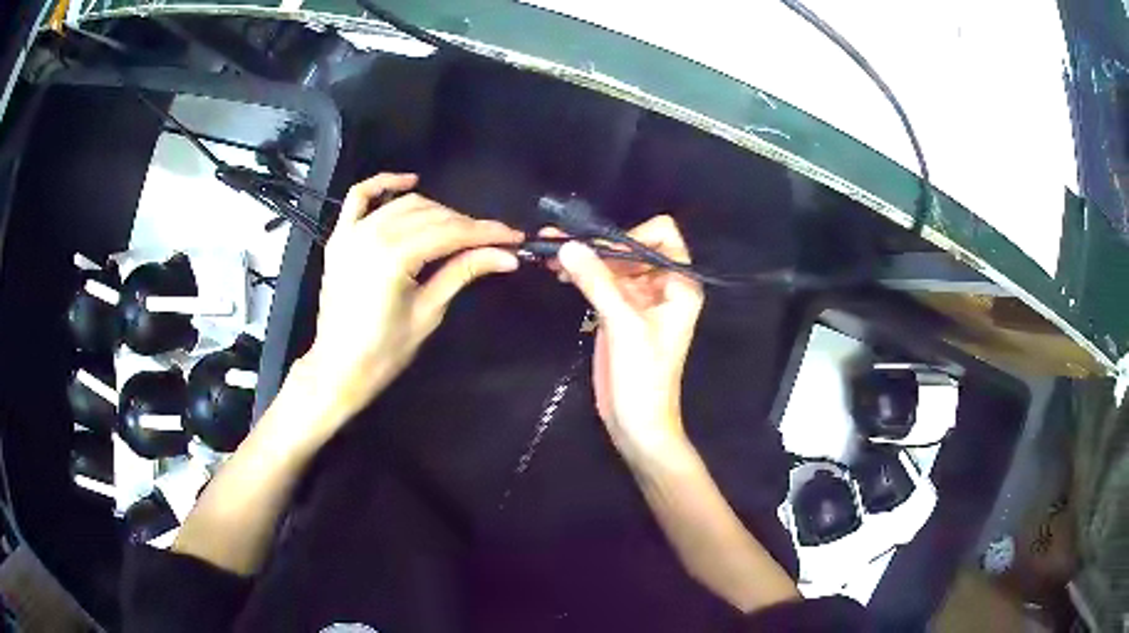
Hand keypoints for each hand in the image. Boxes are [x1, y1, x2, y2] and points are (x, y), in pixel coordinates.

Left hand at [297, 173, 522, 435]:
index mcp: (393, 258)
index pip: (450, 233)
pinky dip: (384, 184)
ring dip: (436, 210)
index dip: (486, 233)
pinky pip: (359, 197)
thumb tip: (506, 256)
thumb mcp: (428, 313)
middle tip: (493, 240)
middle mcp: (372, 235)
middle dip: (466, 224)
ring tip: (459, 228)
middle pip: (431, 215)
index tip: (514, 236)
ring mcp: (352, 232)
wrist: (338, 368)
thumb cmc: (384, 351)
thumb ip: (462, 273)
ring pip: (405, 204)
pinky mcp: (340, 236)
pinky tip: (409, 181)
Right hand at [553, 215, 703, 462]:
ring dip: (585, 259)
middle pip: (631, 247)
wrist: (638, 423)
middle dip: (598, 246)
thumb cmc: (644, 377)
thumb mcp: (623, 326)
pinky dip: (582, 275)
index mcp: (679, 284)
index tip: (601, 253)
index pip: (662, 235)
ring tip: (550, 256)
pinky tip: (559, 273)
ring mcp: (640, 299)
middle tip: (558, 244)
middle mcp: (663, 285)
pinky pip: (602, 283)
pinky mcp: (620, 312)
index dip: (631, 236)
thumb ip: (597, 282)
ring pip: (613, 263)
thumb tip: (567, 245)